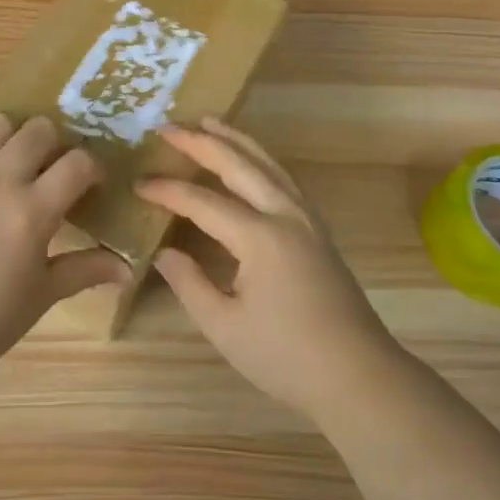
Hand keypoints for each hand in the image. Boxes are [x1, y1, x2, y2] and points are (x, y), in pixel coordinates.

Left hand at [0, 113, 126, 382]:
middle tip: (51, 170)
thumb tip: (129, 269)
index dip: (92, 168)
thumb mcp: (41, 295)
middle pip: (39, 129)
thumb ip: (85, 270)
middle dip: (55, 144)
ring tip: (13, 161)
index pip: (78, 162)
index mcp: (32, 211)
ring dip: (14, 135)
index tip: (90, 184)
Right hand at [137, 118, 401, 418]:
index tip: (138, 184)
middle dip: (202, 142)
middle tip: (168, 127)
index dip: (168, 191)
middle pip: (239, 165)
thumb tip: (164, 251)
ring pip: (268, 164)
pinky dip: (259, 159)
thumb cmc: (287, 357)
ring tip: (208, 122)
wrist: (360, 377)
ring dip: (236, 140)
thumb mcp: (225, 327)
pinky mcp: (318, 230)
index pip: (203, 202)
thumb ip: (189, 283)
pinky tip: (249, 161)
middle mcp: (286, 215)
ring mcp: (307, 219)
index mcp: (260, 237)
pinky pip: (283, 178)